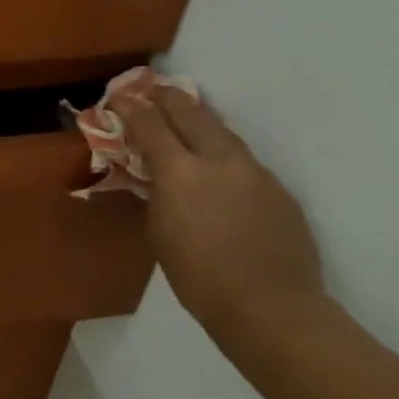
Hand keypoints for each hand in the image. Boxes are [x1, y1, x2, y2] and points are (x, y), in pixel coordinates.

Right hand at [115, 87, 336, 345]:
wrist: (271, 307)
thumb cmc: (197, 276)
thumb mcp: (159, 229)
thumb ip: (157, 192)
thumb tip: (157, 175)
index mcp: (181, 171)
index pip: (150, 124)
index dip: (130, 106)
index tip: (118, 97)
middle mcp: (220, 160)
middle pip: (191, 112)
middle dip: (168, 98)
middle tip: (152, 91)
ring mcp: (256, 172)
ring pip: (223, 132)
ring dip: (199, 122)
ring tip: (185, 120)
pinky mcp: (279, 190)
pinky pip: (244, 161)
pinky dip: (224, 155)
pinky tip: (218, 171)